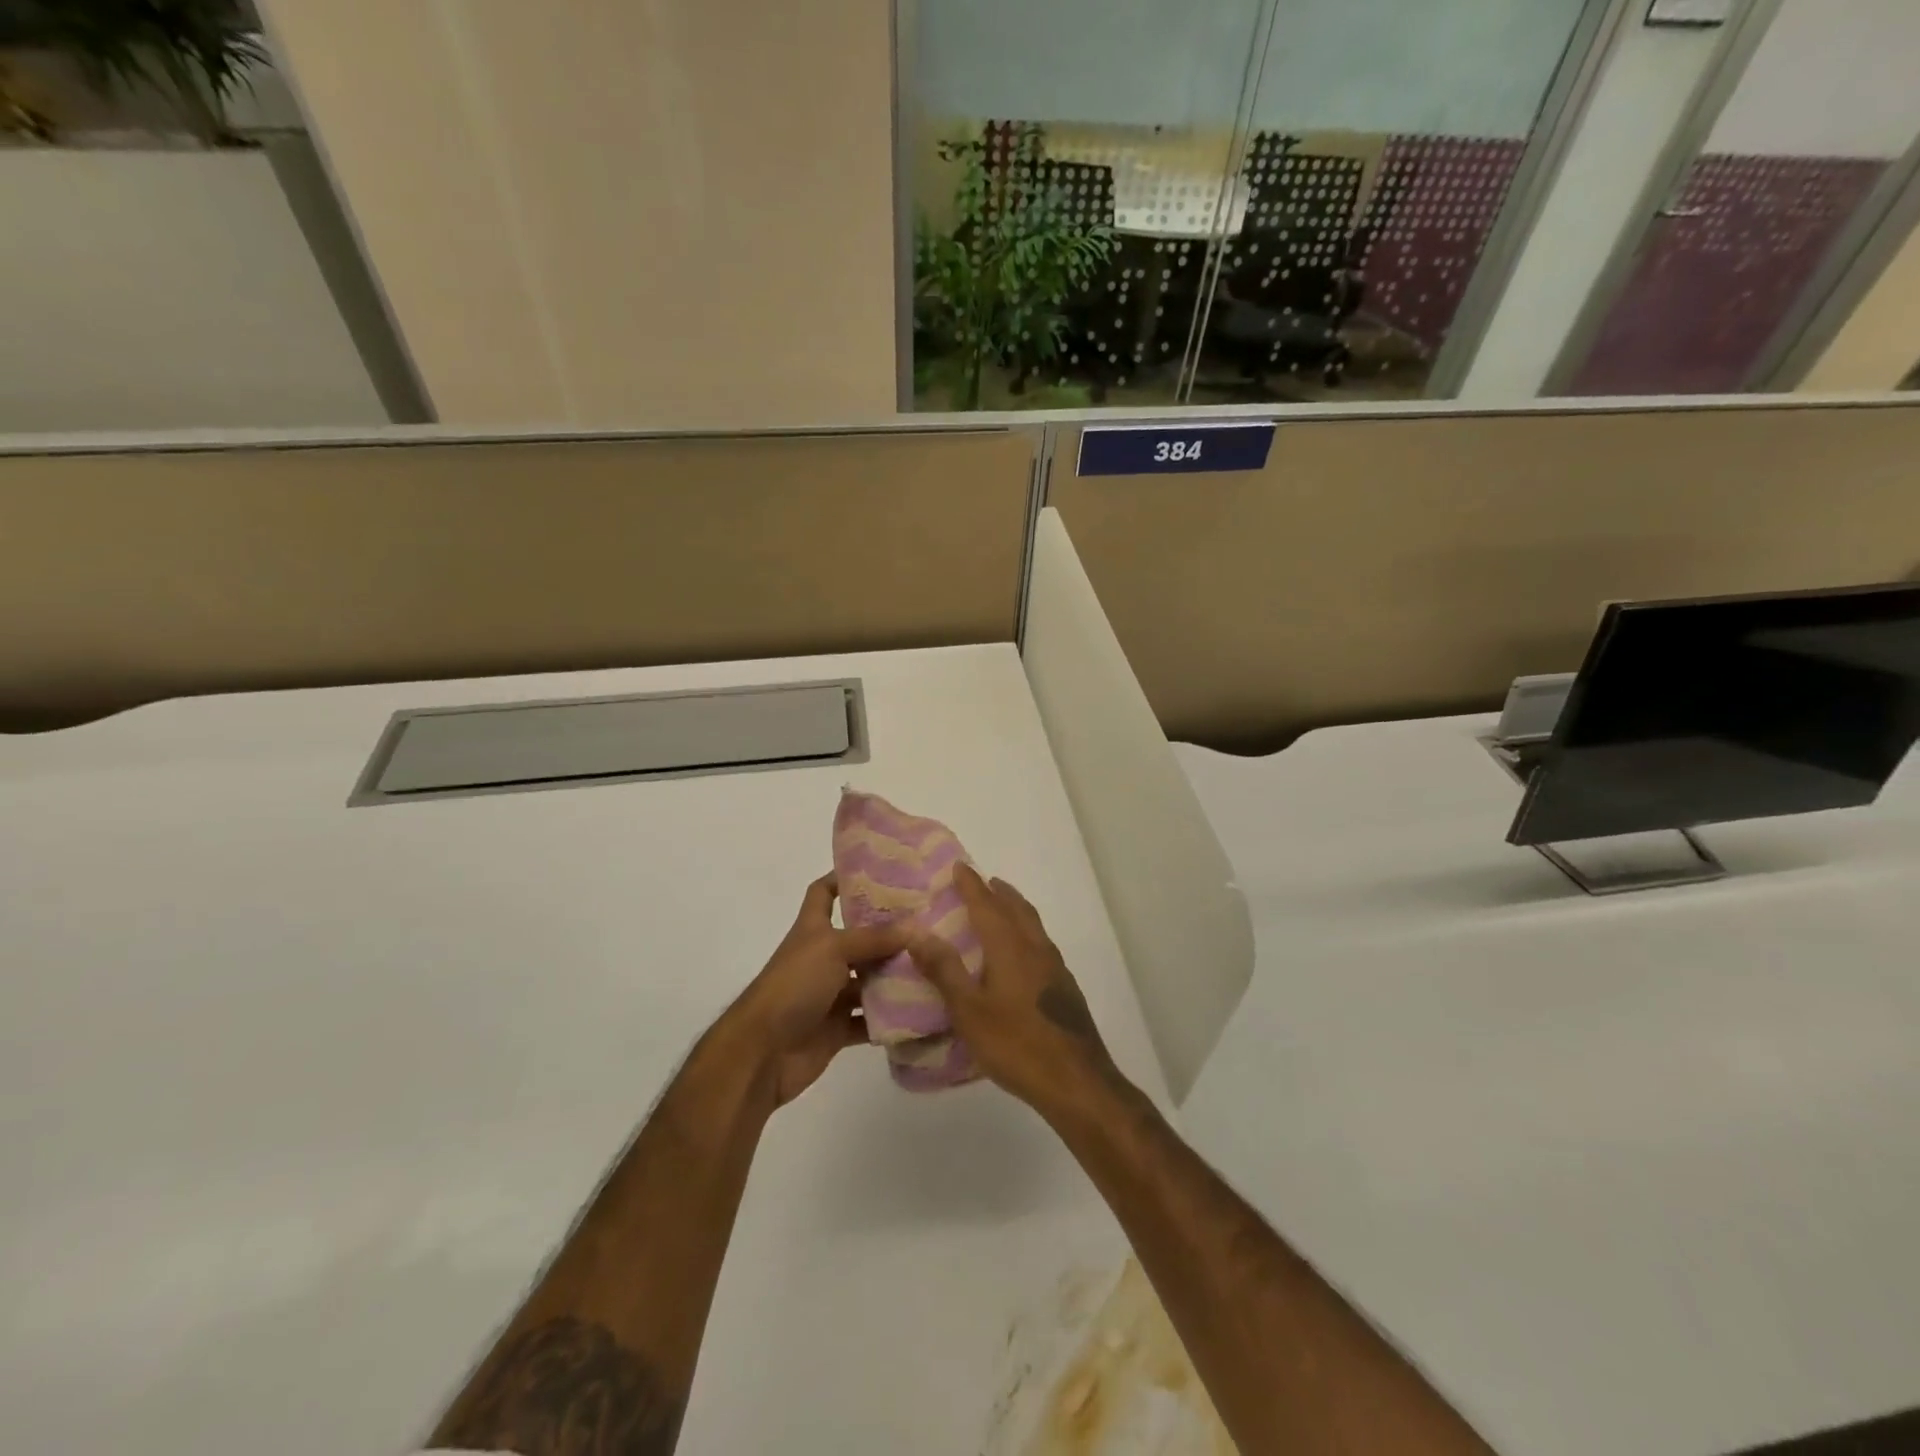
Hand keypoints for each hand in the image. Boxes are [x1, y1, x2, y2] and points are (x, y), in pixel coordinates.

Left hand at [728, 873, 910, 1108]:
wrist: (764, 1052)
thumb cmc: (794, 985)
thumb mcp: (833, 949)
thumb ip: (874, 938)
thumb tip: (915, 926)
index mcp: (813, 930)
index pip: (823, 892)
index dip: (843, 878)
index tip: (879, 871)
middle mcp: (822, 958)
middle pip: (858, 938)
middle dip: (889, 932)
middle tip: (929, 922)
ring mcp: (830, 994)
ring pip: (868, 980)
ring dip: (895, 976)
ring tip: (936, 965)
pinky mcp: (838, 1028)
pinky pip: (871, 1020)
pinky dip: (891, 1018)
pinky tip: (922, 1008)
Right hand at [907, 863, 1120, 1115]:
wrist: (1076, 1081)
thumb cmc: (1015, 1044)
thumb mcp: (969, 1010)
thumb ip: (944, 970)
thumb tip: (917, 932)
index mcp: (1010, 947)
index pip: (987, 906)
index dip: (971, 885)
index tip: (959, 866)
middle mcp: (1035, 948)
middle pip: (1017, 909)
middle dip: (998, 892)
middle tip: (983, 882)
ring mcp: (1055, 968)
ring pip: (1033, 926)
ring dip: (1016, 909)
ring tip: (1001, 909)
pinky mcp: (1065, 988)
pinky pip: (1041, 944)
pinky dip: (1026, 933)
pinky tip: (1021, 954)